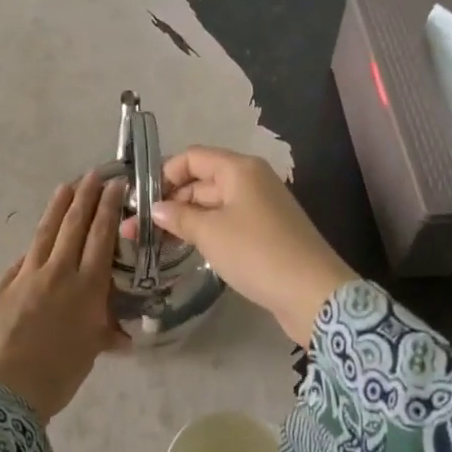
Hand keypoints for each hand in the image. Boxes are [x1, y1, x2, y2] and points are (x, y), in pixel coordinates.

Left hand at [0, 171, 128, 419]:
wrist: (4, 391)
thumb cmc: (56, 377)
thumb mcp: (90, 353)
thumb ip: (103, 333)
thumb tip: (123, 336)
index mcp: (87, 288)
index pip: (100, 237)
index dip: (107, 208)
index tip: (114, 185)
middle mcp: (59, 273)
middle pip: (74, 226)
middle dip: (86, 197)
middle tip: (94, 174)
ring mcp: (25, 276)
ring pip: (45, 233)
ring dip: (57, 207)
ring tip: (66, 186)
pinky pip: (21, 263)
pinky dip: (33, 250)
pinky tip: (37, 242)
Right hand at [133, 146, 354, 346]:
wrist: (313, 293)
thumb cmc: (257, 253)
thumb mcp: (210, 233)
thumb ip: (178, 217)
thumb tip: (155, 208)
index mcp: (239, 169)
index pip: (192, 157)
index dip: (164, 174)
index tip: (140, 201)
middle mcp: (252, 180)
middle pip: (202, 180)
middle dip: (170, 201)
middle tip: (137, 229)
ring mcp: (262, 207)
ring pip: (214, 204)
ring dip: (186, 219)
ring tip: (154, 242)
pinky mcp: (267, 232)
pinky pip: (228, 222)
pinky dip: (206, 231)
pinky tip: (186, 249)